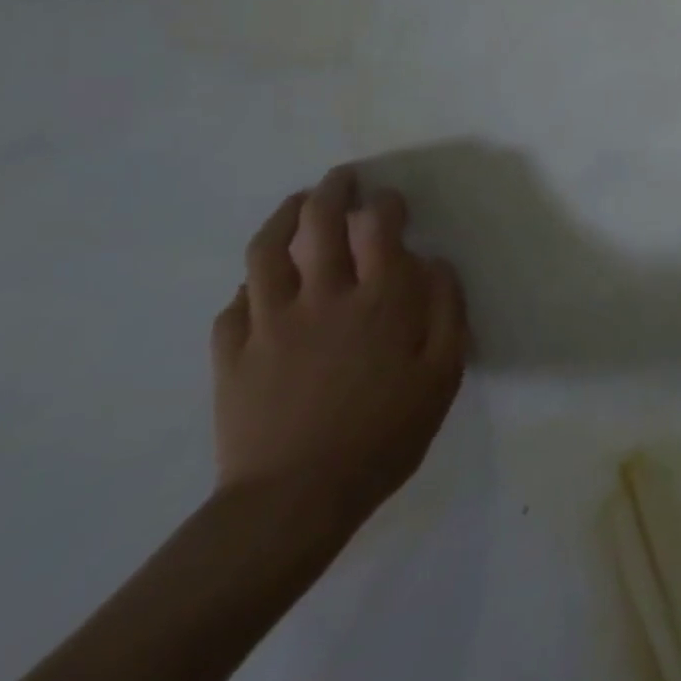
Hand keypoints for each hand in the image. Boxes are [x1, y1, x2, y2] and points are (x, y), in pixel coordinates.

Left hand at [210, 168, 468, 527]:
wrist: (293, 502)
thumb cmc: (384, 434)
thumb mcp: (443, 374)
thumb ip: (446, 310)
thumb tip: (437, 262)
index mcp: (379, 299)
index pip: (380, 226)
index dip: (387, 203)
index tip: (393, 201)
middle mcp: (324, 296)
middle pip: (320, 223)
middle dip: (334, 191)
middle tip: (343, 177)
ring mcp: (271, 323)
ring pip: (267, 251)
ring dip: (283, 217)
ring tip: (297, 204)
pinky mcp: (233, 354)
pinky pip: (236, 303)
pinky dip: (251, 283)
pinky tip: (261, 283)